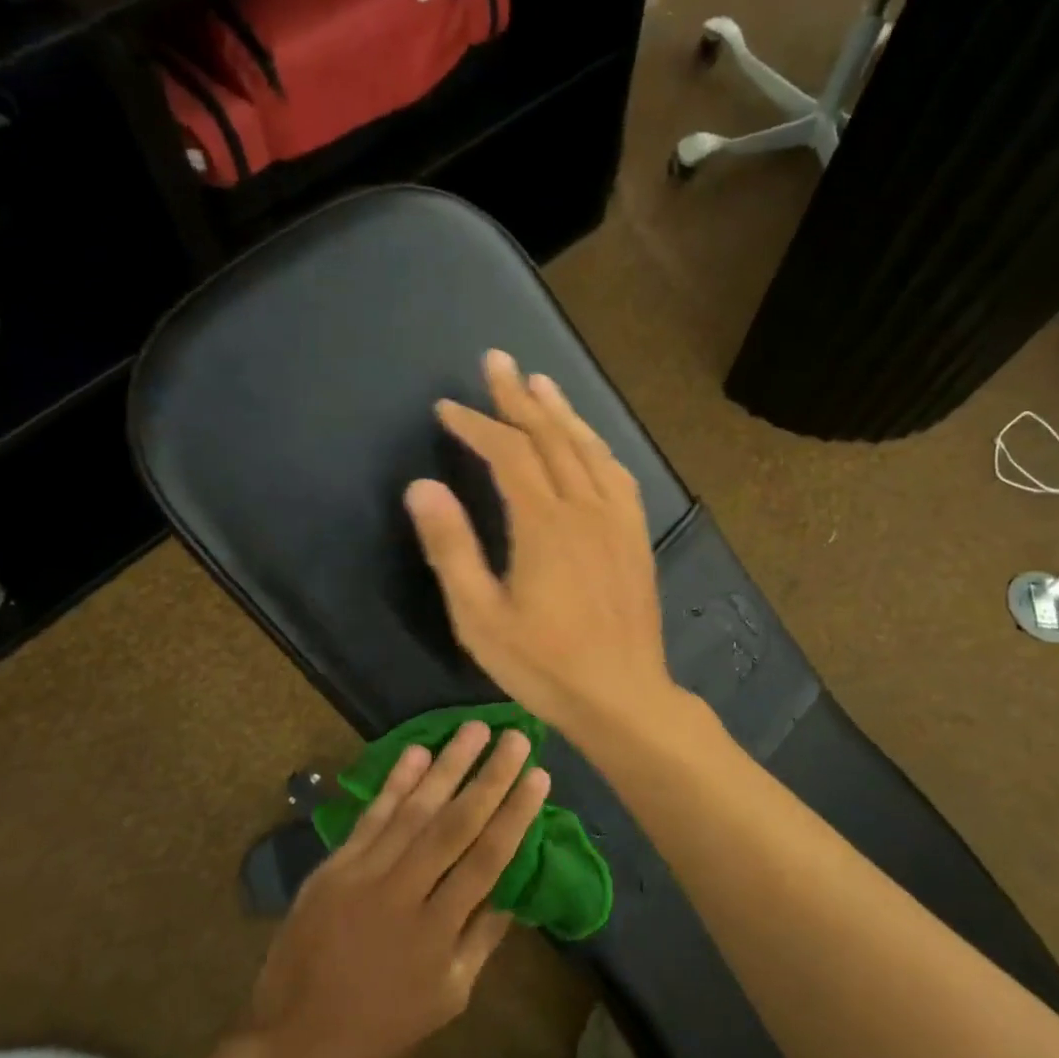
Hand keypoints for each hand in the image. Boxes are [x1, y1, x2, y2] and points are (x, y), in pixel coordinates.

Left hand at [245, 722, 548, 1057]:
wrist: (293, 1040)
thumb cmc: (382, 1025)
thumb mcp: (448, 997)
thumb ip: (483, 938)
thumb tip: (515, 886)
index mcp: (437, 932)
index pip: (487, 859)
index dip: (515, 814)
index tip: (539, 775)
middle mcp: (402, 893)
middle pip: (454, 824)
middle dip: (489, 777)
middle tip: (516, 737)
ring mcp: (363, 874)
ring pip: (414, 810)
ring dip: (447, 765)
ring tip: (475, 728)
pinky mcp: (334, 866)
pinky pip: (371, 816)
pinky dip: (395, 782)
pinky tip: (417, 752)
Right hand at [405, 350, 679, 734]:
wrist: (623, 696)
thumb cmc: (544, 665)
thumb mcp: (480, 617)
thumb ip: (452, 548)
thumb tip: (422, 486)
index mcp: (544, 523)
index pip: (507, 453)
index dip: (477, 424)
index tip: (448, 408)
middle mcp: (585, 508)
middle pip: (550, 437)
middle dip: (519, 397)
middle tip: (497, 361)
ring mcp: (617, 520)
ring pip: (588, 449)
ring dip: (561, 412)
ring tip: (541, 382)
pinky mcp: (636, 537)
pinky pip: (618, 475)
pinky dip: (598, 447)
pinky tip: (590, 441)